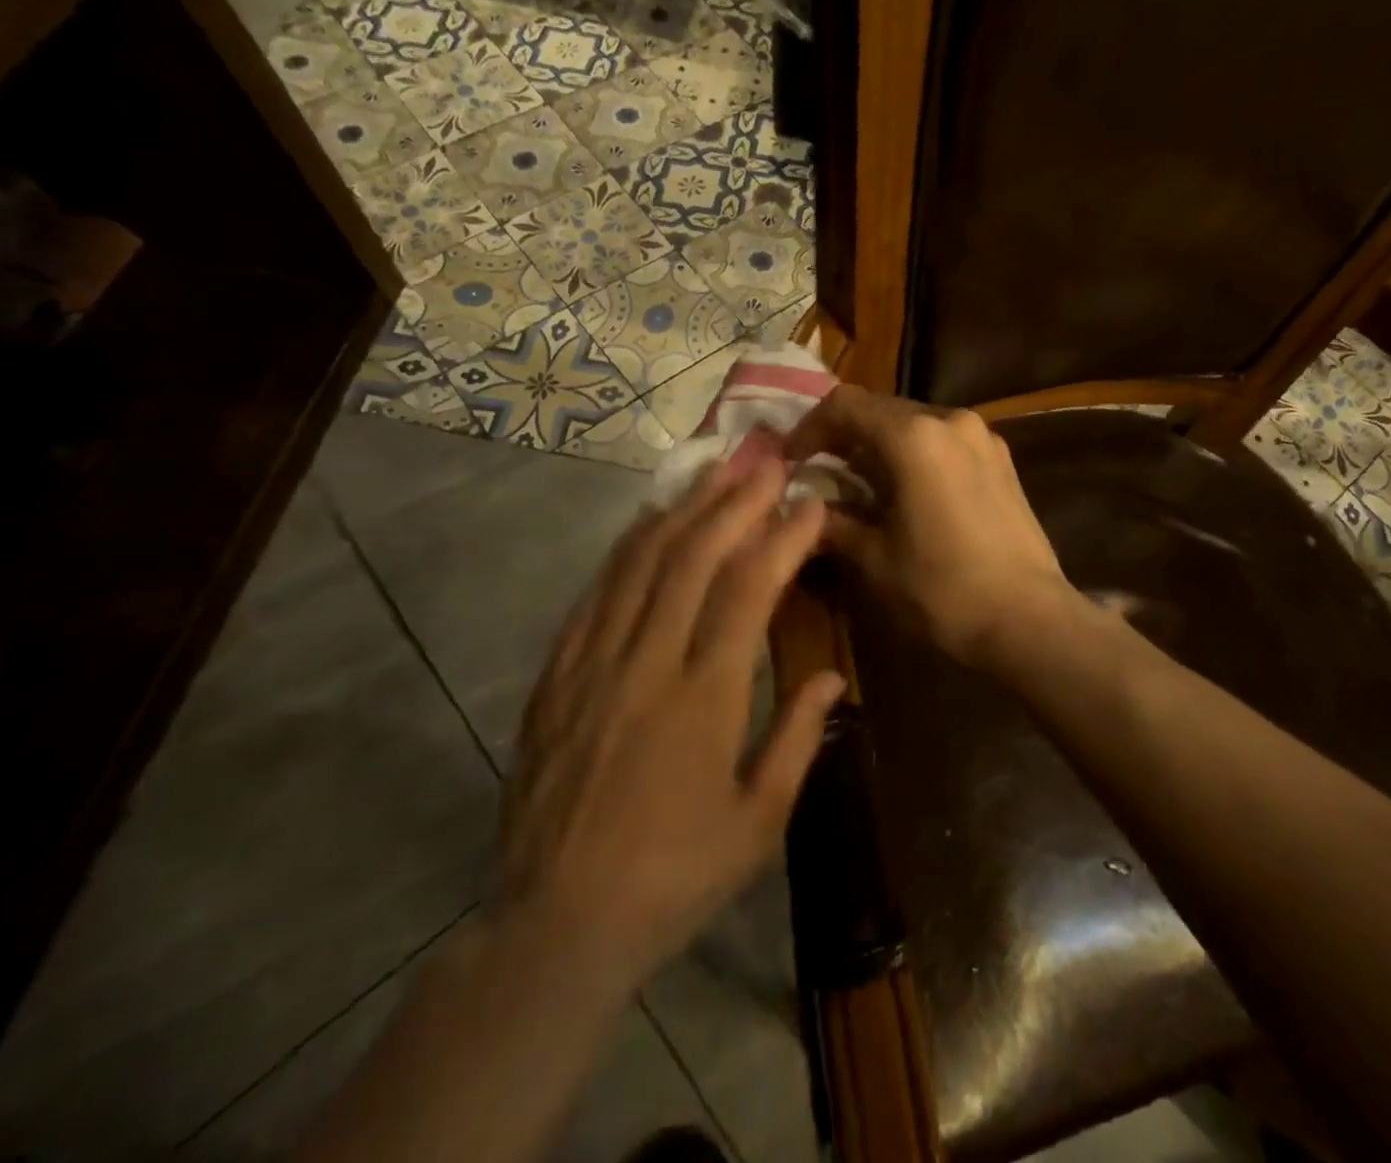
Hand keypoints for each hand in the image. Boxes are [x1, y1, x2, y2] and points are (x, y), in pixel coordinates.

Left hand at [494, 457, 843, 987]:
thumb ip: (798, 740)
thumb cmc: (673, 878)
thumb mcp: (758, 824)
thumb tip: (834, 676)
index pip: (748, 591)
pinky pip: (596, 594)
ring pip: (639, 564)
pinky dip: (627, 549)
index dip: (782, 538)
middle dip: (733, 502)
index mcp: (703, 700)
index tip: (809, 503)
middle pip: (691, 559)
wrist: (556, 927)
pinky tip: (649, 523)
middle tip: (764, 463)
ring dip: (682, 510)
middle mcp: (646, 665)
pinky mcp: (556, 676)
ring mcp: (592, 665)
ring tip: (714, 472)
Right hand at [785, 386, 1079, 664]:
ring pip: (915, 423)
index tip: (791, 460)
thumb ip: (834, 523)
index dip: (809, 427)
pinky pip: (944, 440)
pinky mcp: (1001, 459)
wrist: (1029, 620)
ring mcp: (982, 437)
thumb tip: (805, 510)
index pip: (845, 406)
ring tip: (861, 482)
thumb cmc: (942, 590)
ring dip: (880, 444)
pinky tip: (907, 490)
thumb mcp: (874, 559)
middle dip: (844, 435)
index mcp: (914, 437)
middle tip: (820, 470)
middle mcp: (950, 420)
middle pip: (881, 409)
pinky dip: (915, 454)